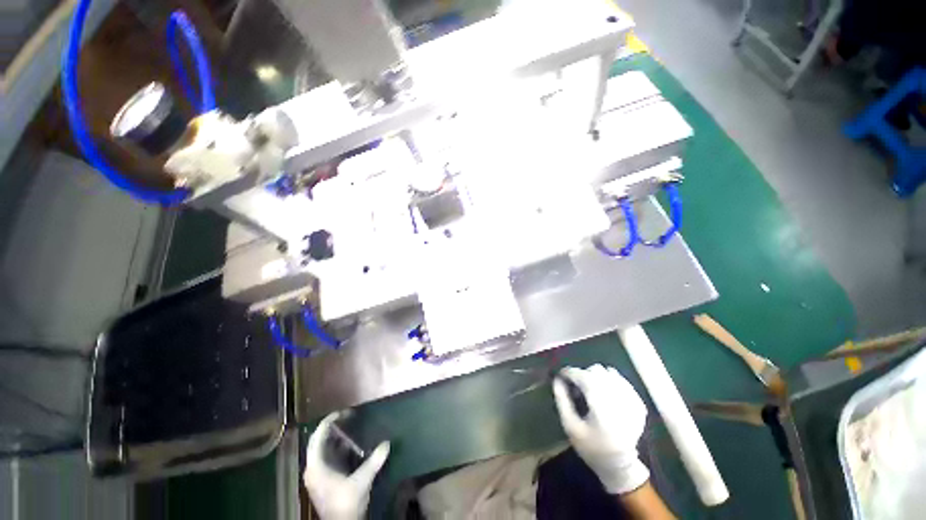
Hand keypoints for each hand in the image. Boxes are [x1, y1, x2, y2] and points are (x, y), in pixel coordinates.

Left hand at [304, 412, 390, 519]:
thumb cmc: (346, 503)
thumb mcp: (361, 481)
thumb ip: (374, 461)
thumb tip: (387, 443)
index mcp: (316, 467)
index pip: (317, 438)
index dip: (327, 422)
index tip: (342, 413)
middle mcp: (313, 469)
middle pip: (319, 442)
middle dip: (332, 428)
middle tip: (348, 417)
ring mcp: (317, 476)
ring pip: (323, 450)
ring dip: (335, 438)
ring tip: (350, 427)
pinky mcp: (324, 481)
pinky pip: (328, 458)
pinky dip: (338, 449)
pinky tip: (351, 445)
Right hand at [553, 364, 649, 494]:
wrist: (620, 465)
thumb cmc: (591, 447)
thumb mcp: (570, 427)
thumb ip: (562, 401)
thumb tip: (557, 380)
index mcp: (601, 406)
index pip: (583, 377)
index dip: (570, 372)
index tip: (562, 375)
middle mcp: (618, 399)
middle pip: (596, 371)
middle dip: (583, 374)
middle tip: (576, 386)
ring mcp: (631, 400)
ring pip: (609, 372)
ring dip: (596, 376)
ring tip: (591, 389)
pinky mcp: (638, 403)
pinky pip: (621, 380)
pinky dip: (610, 381)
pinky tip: (605, 393)